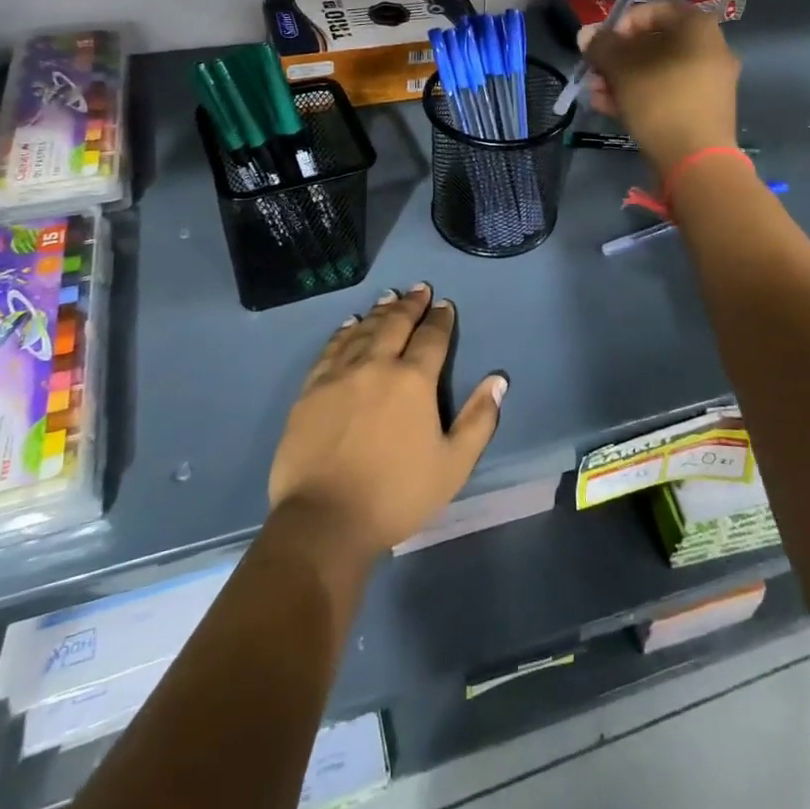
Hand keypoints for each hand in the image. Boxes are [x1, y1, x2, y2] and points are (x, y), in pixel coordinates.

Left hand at [268, 285, 506, 562]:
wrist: (324, 519)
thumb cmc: (396, 495)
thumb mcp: (452, 466)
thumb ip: (478, 420)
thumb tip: (498, 380)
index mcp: (413, 380)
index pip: (432, 338)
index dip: (440, 319)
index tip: (444, 305)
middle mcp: (376, 365)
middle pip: (396, 323)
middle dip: (410, 304)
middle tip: (418, 289)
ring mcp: (340, 374)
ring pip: (363, 330)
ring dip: (380, 311)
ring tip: (389, 298)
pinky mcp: (311, 389)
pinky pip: (331, 349)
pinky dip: (344, 331)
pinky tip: (349, 325)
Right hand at [579, 1, 740, 175]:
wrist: (696, 160)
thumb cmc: (659, 100)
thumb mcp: (622, 68)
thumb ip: (601, 46)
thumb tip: (587, 34)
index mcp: (698, 28)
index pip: (656, 9)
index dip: (624, 22)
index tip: (602, 42)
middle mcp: (710, 49)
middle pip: (655, 43)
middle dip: (618, 57)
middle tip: (594, 71)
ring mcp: (709, 83)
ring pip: (658, 71)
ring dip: (623, 79)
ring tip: (595, 93)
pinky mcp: (702, 111)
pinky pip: (667, 93)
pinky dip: (640, 96)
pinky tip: (608, 108)